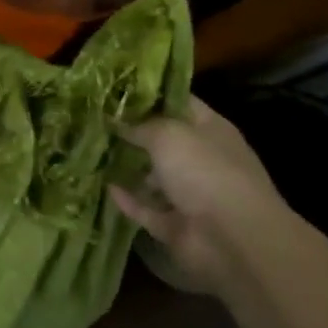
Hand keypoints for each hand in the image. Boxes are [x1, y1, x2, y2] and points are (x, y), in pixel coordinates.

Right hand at [111, 97, 281, 295]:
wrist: (233, 240)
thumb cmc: (205, 171)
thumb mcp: (168, 134)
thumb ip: (139, 125)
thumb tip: (115, 120)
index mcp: (210, 130)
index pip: (179, 103)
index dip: (150, 94)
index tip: (116, 88)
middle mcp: (202, 159)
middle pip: (164, 141)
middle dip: (134, 132)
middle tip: (98, 120)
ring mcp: (191, 195)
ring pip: (155, 177)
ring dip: (130, 167)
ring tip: (95, 152)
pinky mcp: (177, 226)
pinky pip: (147, 209)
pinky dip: (129, 201)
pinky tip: (105, 187)